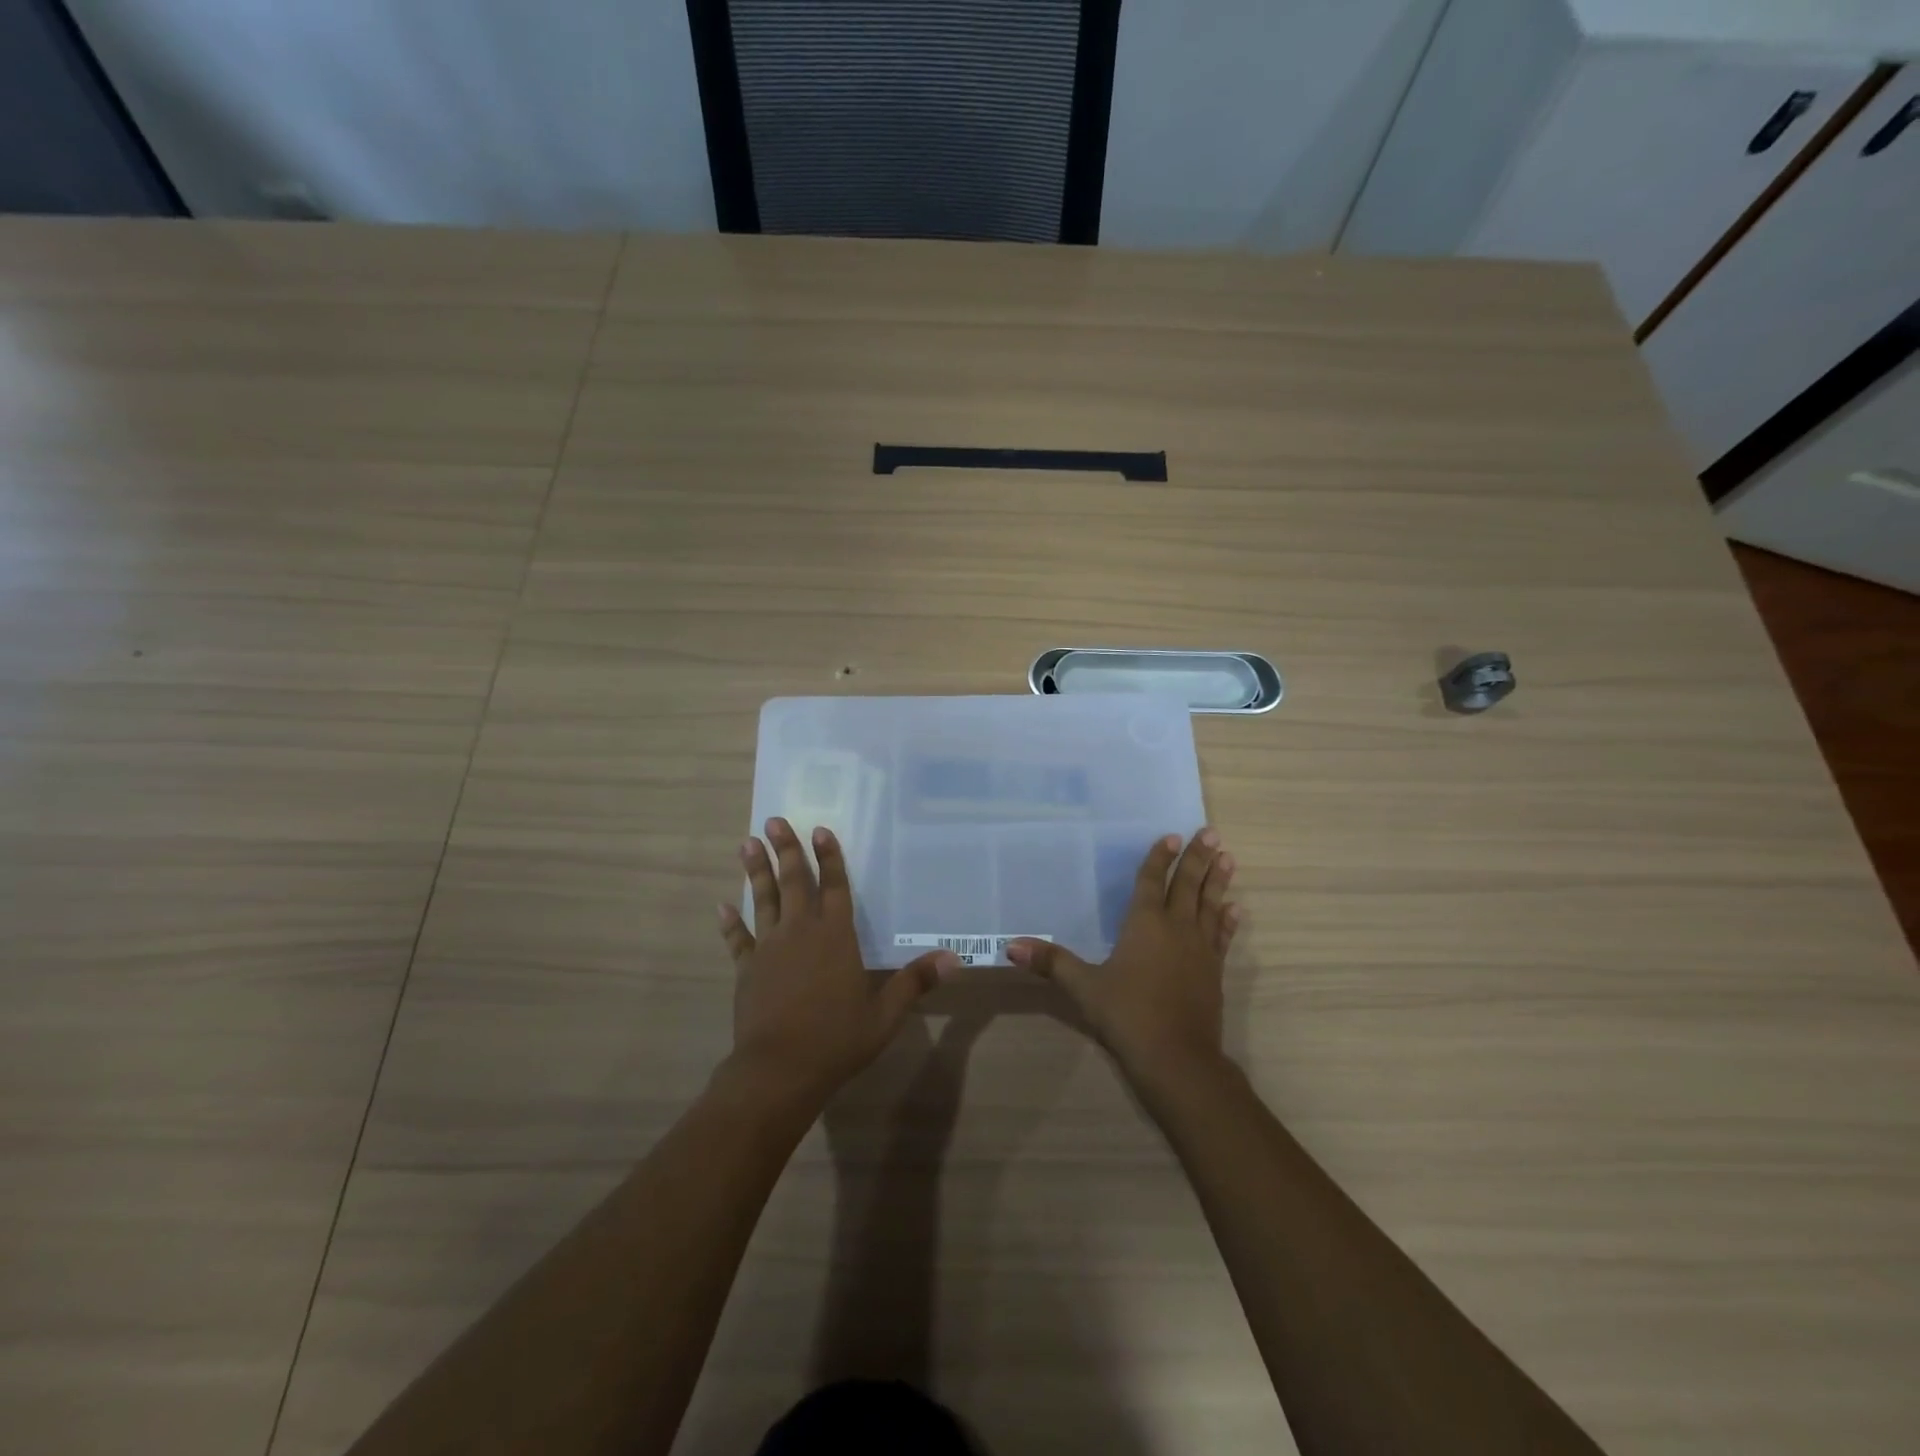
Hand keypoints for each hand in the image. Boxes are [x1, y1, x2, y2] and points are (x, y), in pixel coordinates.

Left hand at [718, 817, 956, 1108]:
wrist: (780, 1070)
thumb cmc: (837, 1039)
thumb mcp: (885, 1014)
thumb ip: (915, 981)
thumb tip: (953, 958)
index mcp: (836, 937)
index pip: (835, 887)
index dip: (829, 857)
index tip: (820, 829)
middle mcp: (801, 932)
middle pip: (794, 882)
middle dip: (786, 849)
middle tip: (775, 819)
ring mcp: (770, 948)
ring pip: (763, 900)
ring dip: (756, 871)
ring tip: (747, 842)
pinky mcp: (747, 969)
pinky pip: (738, 939)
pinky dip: (730, 922)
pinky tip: (722, 905)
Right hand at [1006, 829, 1239, 1089]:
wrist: (1176, 1057)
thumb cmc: (1127, 1015)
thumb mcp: (1084, 987)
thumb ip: (1051, 962)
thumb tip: (1010, 946)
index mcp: (1145, 924)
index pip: (1152, 882)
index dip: (1160, 858)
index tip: (1173, 835)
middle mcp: (1176, 928)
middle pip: (1188, 885)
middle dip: (1198, 858)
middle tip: (1212, 833)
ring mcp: (1199, 950)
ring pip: (1210, 905)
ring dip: (1218, 881)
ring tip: (1228, 858)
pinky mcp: (1213, 972)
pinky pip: (1222, 937)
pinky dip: (1228, 921)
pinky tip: (1235, 909)